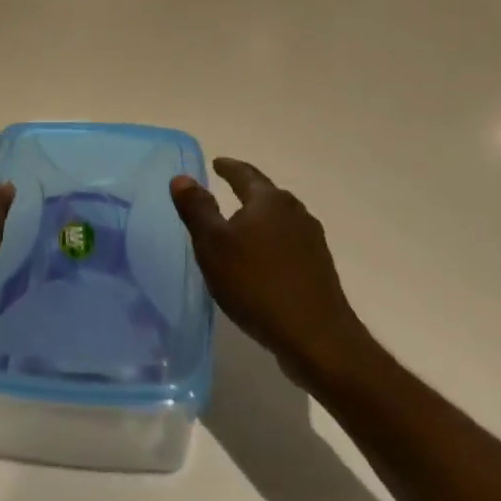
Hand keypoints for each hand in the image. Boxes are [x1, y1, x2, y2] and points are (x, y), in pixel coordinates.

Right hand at [171, 158, 369, 382]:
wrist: (316, 337)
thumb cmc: (256, 284)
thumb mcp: (213, 245)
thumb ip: (197, 209)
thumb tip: (182, 177)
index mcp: (269, 200)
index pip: (244, 174)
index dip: (228, 167)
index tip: (216, 163)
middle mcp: (295, 212)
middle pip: (266, 194)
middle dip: (246, 191)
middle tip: (225, 190)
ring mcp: (312, 240)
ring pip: (279, 219)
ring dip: (259, 218)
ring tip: (241, 226)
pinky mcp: (319, 267)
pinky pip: (288, 243)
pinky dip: (271, 242)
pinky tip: (262, 260)